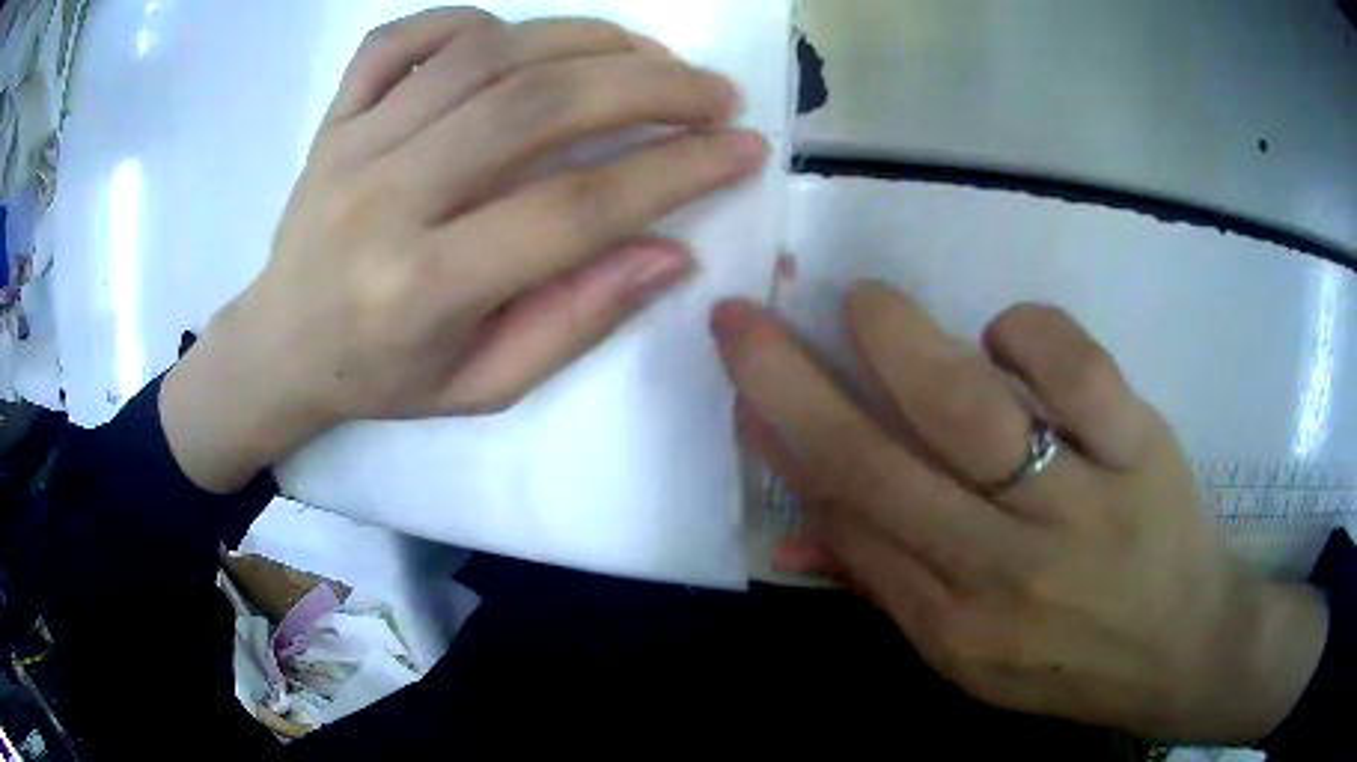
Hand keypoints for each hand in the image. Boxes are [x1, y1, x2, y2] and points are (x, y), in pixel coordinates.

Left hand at [161, 8, 766, 491]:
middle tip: (714, 92)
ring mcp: (353, 143)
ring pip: (484, 54)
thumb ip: (575, 320)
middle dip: (648, 87)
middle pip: (534, 107)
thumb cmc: (380, 378)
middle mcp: (385, 199)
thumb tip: (671, 252)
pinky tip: (518, 42)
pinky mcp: (336, 115)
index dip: (675, 172)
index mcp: (422, 287)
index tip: (742, 151)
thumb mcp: (483, 384)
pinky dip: (473, 22)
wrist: (279, 346)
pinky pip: (405, 38)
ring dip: (585, 40)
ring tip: (648, 57)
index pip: (572, 209)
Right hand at [714, 283, 1327, 741]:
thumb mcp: (969, 661)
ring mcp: (1078, 504)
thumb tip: (799, 524)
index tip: (743, 376)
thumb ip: (888, 586)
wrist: (1184, 647)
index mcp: (950, 624)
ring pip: (970, 411)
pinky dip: (1028, 333)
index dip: (781, 438)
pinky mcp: (1139, 448)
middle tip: (748, 317)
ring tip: (864, 303)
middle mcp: (1001, 569)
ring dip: (899, 343)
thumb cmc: (1072, 662)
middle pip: (878, 465)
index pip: (844, 518)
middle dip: (793, 382)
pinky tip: (1007, 334)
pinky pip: (1076, 371)